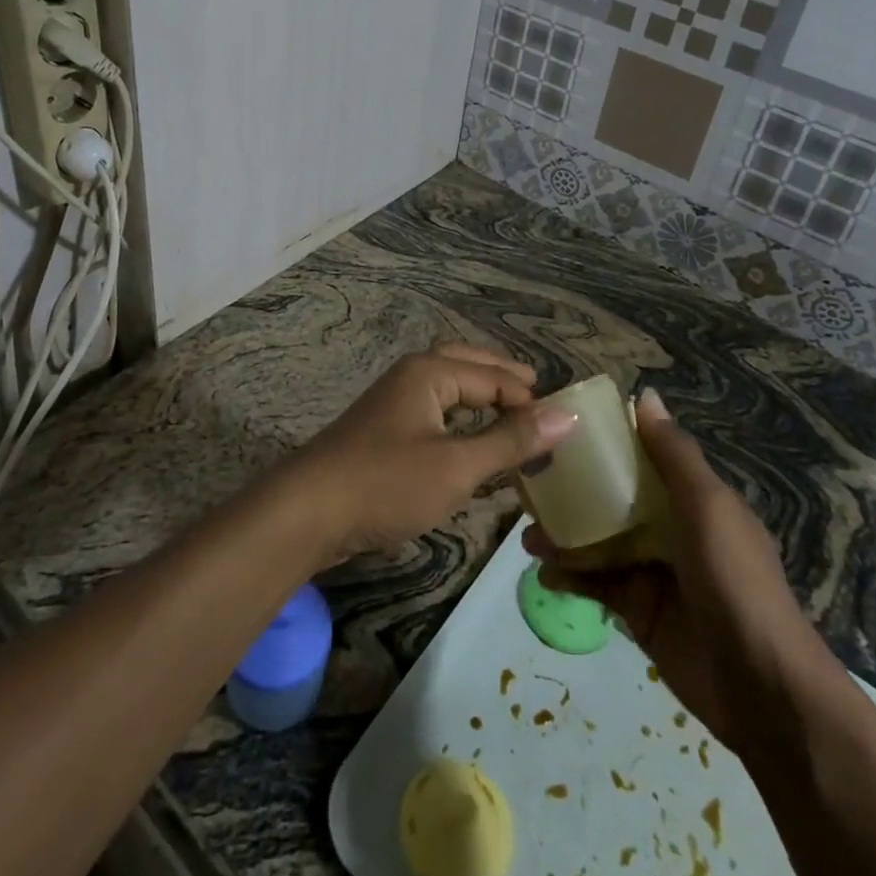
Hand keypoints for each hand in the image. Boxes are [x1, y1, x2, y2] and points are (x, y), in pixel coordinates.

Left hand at [291, 344, 577, 558]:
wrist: (308, 511)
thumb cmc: (387, 482)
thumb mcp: (457, 465)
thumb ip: (511, 440)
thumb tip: (567, 415)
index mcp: (430, 372)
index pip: (494, 377)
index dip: (529, 401)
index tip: (561, 429)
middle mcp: (411, 375)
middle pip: (467, 364)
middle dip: (502, 377)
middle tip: (536, 394)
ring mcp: (392, 402)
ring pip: (447, 387)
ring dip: (479, 395)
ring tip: (510, 413)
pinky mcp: (382, 431)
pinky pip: (433, 411)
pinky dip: (458, 418)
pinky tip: (469, 443)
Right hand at [526, 388, 833, 750]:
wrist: (760, 685)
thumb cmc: (734, 579)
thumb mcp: (708, 506)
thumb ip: (674, 454)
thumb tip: (645, 395)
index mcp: (692, 499)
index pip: (643, 459)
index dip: (606, 443)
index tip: (561, 429)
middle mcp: (671, 529)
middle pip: (613, 500)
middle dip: (574, 492)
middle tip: (530, 485)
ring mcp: (653, 571)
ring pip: (598, 542)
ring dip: (564, 536)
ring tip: (528, 535)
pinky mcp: (638, 610)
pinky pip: (596, 584)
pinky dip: (570, 576)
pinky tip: (545, 572)